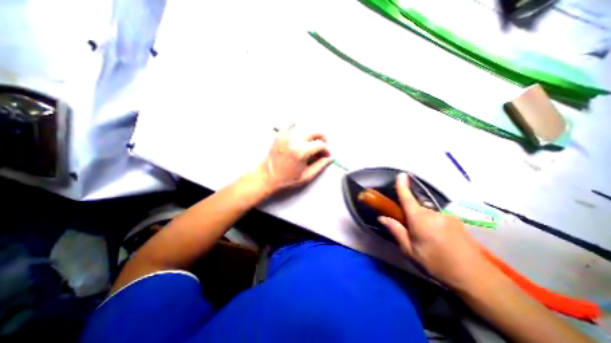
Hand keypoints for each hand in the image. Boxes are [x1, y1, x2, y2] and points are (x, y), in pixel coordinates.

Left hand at [256, 125, 331, 192]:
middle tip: (322, 146)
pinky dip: (297, 126)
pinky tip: (299, 134)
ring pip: (305, 129)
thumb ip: (320, 166)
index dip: (326, 149)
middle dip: (322, 139)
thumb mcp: (306, 176)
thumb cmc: (286, 179)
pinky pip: (290, 125)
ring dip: (312, 136)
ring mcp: (286, 136)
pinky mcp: (280, 135)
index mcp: (301, 151)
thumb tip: (329, 158)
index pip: (320, 144)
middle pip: (315, 132)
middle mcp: (294, 140)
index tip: (326, 155)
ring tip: (311, 145)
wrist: (267, 176)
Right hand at [381, 175, 494, 289]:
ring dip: (423, 222)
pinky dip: (433, 224)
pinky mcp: (457, 221)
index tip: (401, 174)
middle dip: (411, 216)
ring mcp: (447, 216)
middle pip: (416, 208)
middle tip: (412, 234)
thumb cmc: (437, 264)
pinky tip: (439, 240)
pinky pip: (438, 217)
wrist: (476, 278)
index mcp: (420, 220)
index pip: (407, 198)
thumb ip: (396, 231)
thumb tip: (382, 218)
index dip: (403, 185)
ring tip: (428, 240)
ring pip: (427, 214)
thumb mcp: (410, 251)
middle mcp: (433, 213)